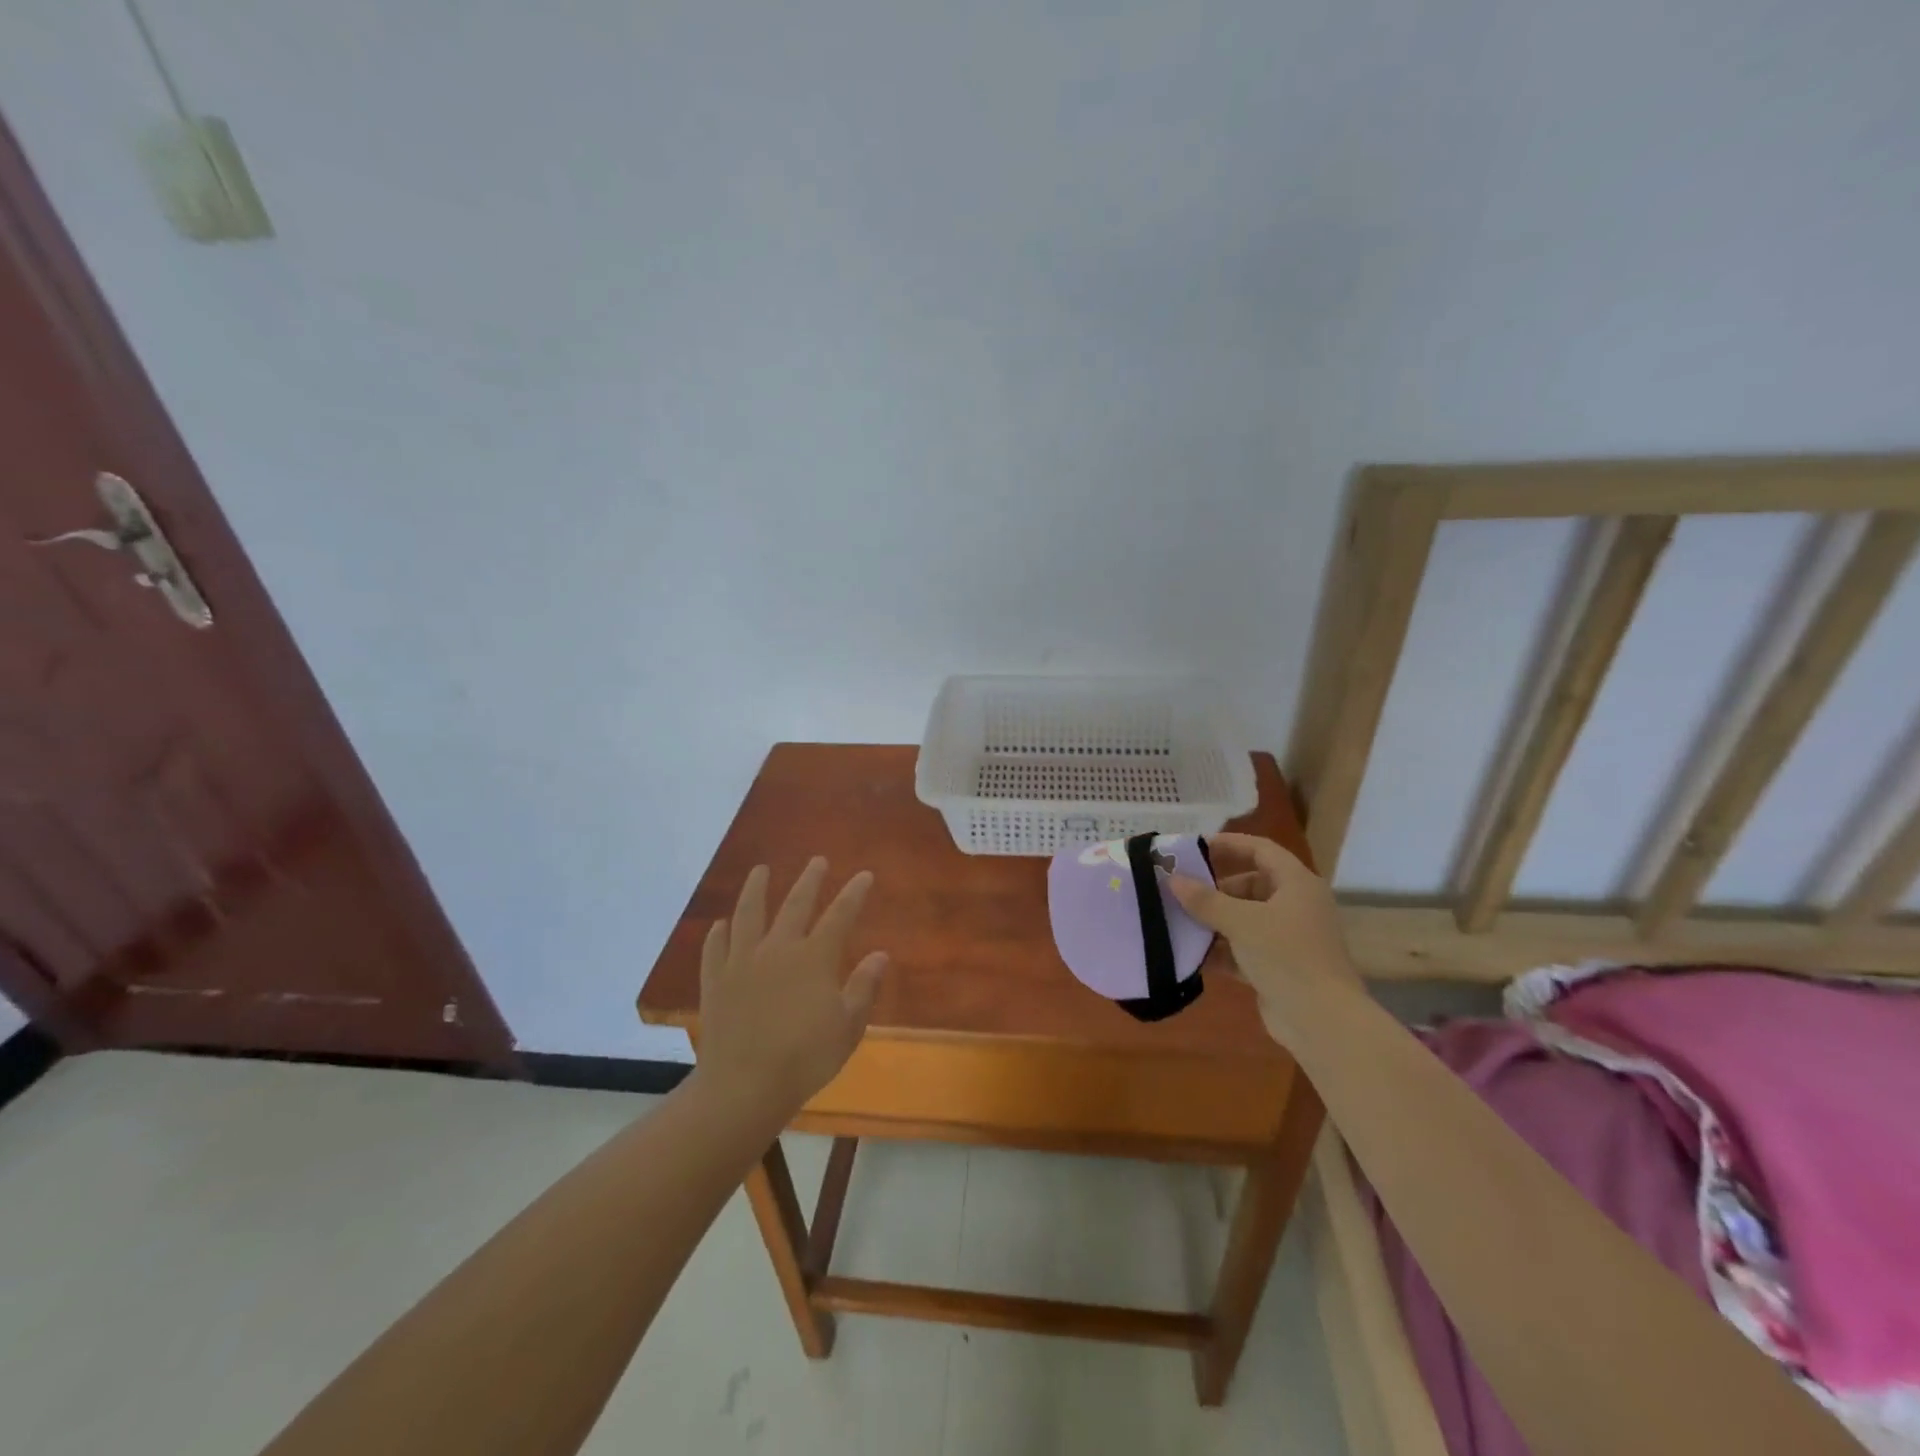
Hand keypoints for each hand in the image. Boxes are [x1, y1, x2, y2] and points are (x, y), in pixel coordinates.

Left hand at [694, 858, 887, 1116]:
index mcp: (814, 958)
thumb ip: (864, 988)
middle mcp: (778, 948)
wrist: (742, 1087)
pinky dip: (719, 933)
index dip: (854, 894)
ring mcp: (742, 961)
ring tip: (760, 870)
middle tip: (817, 861)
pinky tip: (721, 925)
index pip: (840, 915)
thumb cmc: (804, 1059)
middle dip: (810, 880)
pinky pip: (716, 947)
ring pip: (748, 914)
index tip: (864, 875)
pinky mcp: (715, 980)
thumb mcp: (848, 1028)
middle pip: (795, 904)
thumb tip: (880, 954)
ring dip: (755, 889)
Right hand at [1171, 832, 1360, 1044]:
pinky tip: (1191, 955)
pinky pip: (1243, 949)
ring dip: (1213, 921)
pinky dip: (1220, 950)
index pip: (1260, 850)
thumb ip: (1205, 900)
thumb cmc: (1286, 956)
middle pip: (1250, 885)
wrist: (1322, 1022)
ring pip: (1244, 919)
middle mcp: (1295, 906)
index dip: (1228, 844)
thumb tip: (1173, 879)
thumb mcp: (1241, 922)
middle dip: (1214, 889)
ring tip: (1178, 921)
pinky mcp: (1278, 967)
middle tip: (1179, 891)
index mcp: (1296, 884)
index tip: (1193, 848)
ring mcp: (1288, 938)